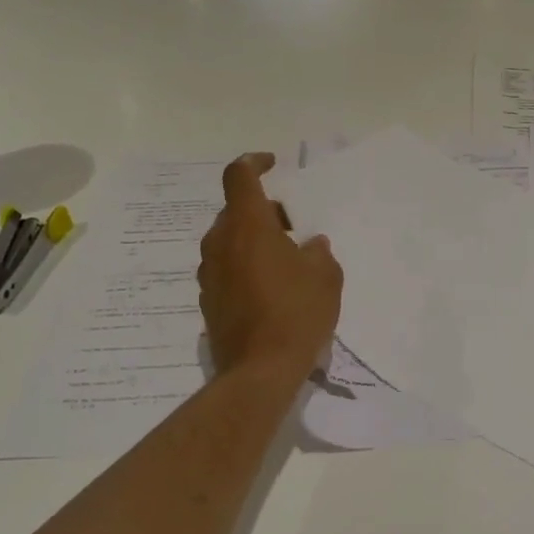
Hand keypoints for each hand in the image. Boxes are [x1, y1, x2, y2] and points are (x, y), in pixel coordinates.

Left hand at [198, 153, 342, 376]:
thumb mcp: (326, 276)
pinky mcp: (207, 300)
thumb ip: (319, 251)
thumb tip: (311, 245)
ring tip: (284, 261)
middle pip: (235, 211)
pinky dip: (245, 267)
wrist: (259, 371)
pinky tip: (270, 290)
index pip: (239, 176)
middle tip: (292, 227)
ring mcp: (208, 273)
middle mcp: (220, 243)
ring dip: (253, 241)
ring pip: (229, 241)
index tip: (273, 164)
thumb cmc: (296, 313)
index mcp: (247, 226)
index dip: (255, 162)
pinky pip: (226, 269)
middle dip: (263, 212)